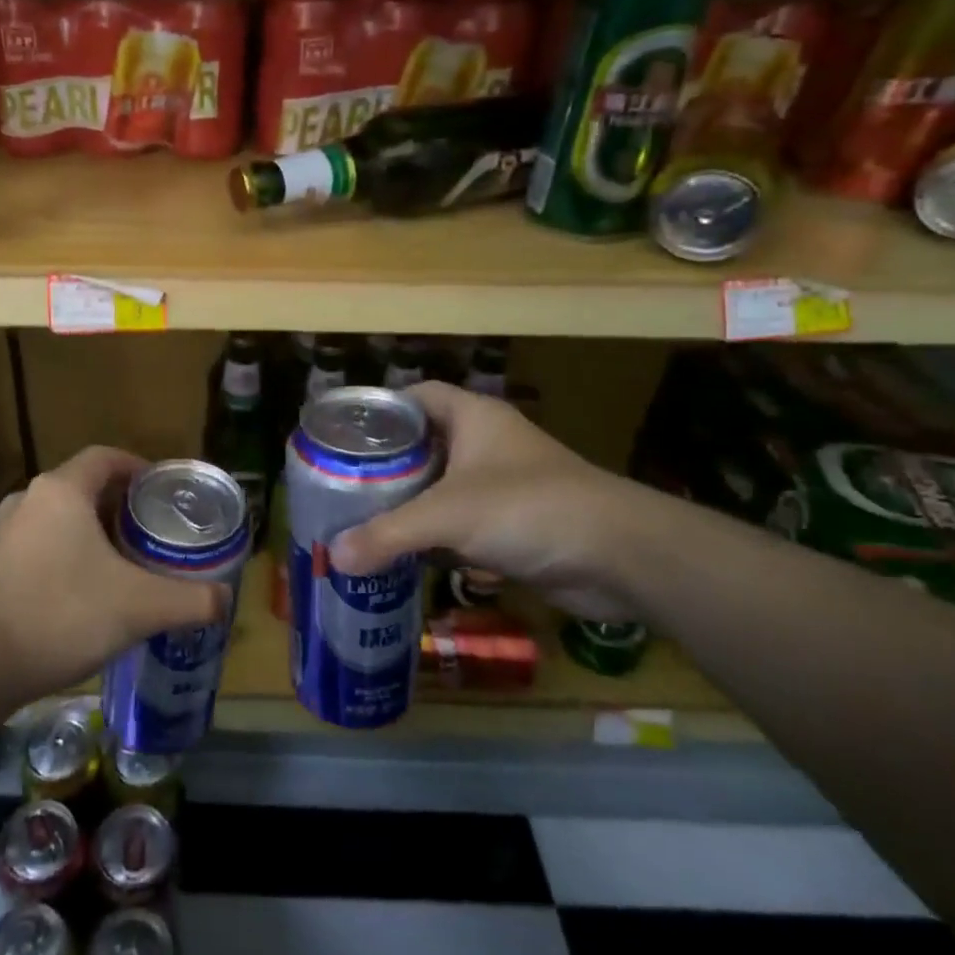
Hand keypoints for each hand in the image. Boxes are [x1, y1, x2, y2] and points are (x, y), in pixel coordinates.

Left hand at [0, 447, 230, 711]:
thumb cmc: (63, 617)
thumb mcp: (139, 607)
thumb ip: (191, 600)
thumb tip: (224, 599)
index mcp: (62, 491)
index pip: (107, 457)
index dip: (139, 467)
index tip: (165, 492)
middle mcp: (29, 498)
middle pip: (86, 485)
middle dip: (122, 503)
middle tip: (154, 531)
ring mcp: (5, 529)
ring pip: (62, 514)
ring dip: (95, 528)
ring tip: (127, 559)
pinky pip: (41, 539)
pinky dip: (69, 550)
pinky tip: (86, 587)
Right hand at [328, 382, 652, 622]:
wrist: (621, 556)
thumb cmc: (529, 509)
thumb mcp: (448, 516)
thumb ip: (388, 534)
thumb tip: (333, 557)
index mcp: (473, 418)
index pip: (416, 396)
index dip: (381, 410)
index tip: (342, 435)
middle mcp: (485, 444)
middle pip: (422, 445)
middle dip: (385, 466)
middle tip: (340, 485)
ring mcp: (500, 486)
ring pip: (439, 488)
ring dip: (407, 506)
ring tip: (358, 520)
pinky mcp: (512, 526)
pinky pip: (459, 525)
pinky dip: (432, 538)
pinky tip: (400, 555)